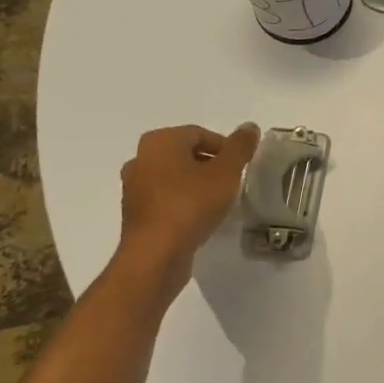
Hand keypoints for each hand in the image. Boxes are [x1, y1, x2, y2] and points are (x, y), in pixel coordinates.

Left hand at [117, 124, 259, 281]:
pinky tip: (199, 217)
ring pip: (174, 177)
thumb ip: (239, 147)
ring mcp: (134, 188)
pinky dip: (182, 202)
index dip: (225, 148)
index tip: (241, 166)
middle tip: (231, 182)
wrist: (156, 255)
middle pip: (185, 154)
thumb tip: (250, 127)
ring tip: (218, 201)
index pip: (200, 134)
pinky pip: (165, 199)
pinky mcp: (135, 214)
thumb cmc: (191, 203)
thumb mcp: (226, 171)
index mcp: (160, 141)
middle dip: (210, 165)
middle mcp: (141, 158)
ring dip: (196, 184)